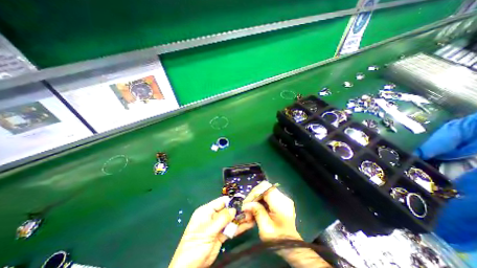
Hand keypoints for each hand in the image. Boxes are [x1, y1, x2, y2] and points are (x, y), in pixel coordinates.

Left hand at [171, 195, 252, 267]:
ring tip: (251, 217)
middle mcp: (212, 216)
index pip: (221, 202)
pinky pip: (231, 229)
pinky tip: (248, 225)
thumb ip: (222, 218)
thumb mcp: (208, 230)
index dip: (231, 201)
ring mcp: (217, 226)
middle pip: (227, 210)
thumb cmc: (195, 246)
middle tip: (250, 210)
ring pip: (230, 219)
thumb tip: (234, 209)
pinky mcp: (221, 235)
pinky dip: (239, 227)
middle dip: (238, 210)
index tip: (243, 201)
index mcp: (206, 211)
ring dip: (240, 218)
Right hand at [242, 181, 300, 241]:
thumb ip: (257, 212)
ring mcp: (282, 199)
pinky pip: (267, 197)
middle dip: (253, 197)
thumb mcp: (265, 228)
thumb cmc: (278, 240)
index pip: (265, 188)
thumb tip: (246, 205)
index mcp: (280, 203)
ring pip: (264, 192)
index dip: (254, 193)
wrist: (291, 247)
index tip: (246, 204)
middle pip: (264, 188)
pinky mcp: (280, 201)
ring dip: (255, 200)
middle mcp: (283, 197)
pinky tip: (255, 211)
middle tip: (246, 208)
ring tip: (249, 212)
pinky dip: (259, 202)